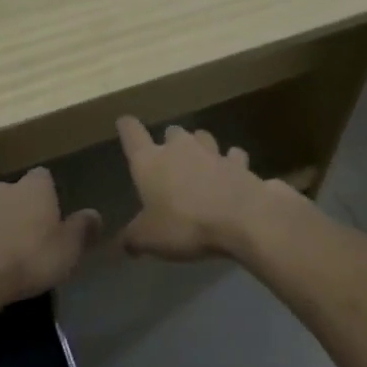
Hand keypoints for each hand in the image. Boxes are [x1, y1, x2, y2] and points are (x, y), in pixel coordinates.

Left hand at [0, 168, 100, 308]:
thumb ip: (82, 228)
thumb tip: (94, 214)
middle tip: (21, 228)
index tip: (50, 211)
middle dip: (12, 203)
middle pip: (7, 189)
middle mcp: (0, 190)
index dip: (46, 192)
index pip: (42, 176)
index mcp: (33, 188)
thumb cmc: (31, 258)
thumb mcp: (69, 248)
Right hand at [115, 116, 292, 261]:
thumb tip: (124, 244)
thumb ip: (133, 238)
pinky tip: (237, 178)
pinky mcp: (242, 165)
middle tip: (169, 159)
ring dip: (202, 148)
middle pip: (172, 132)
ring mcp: (214, 153)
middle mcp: (181, 148)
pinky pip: (236, 159)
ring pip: (204, 138)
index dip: (127, 127)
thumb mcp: (149, 238)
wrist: (242, 219)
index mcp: (151, 161)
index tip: (124, 123)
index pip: (132, 134)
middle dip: (170, 142)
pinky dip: (235, 167)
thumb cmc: (185, 224)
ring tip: (202, 163)